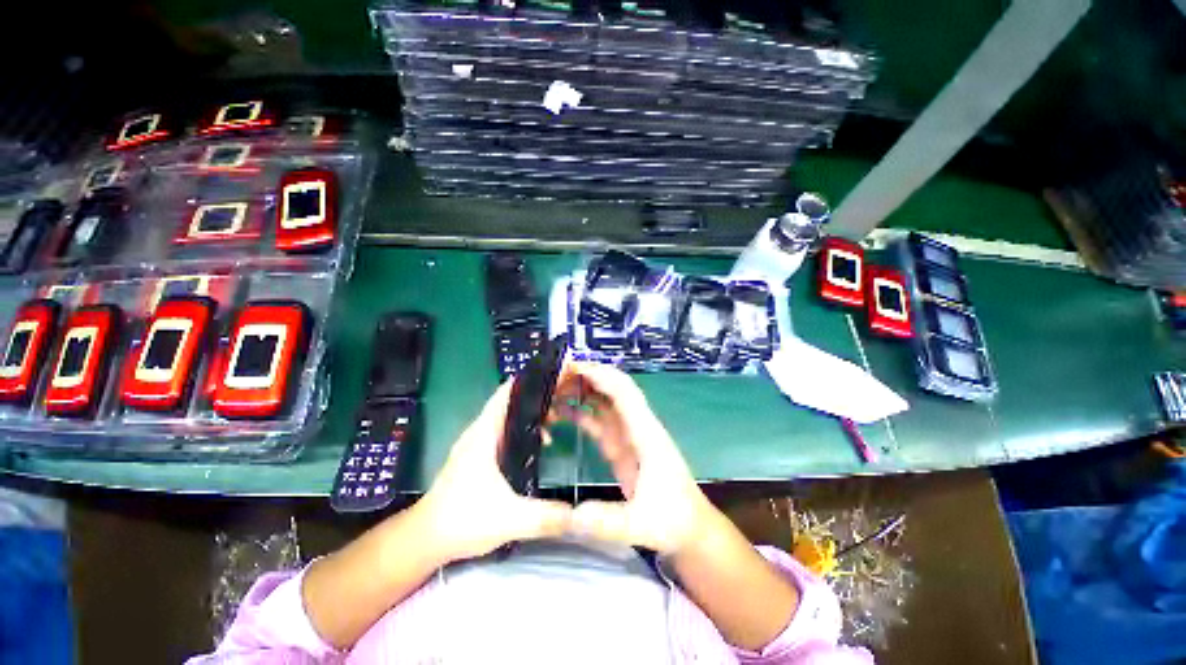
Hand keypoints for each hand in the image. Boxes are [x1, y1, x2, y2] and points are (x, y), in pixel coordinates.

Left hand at [415, 381, 571, 562]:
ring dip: (530, 413)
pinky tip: (539, 443)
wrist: (424, 539)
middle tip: (565, 396)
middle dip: (537, 396)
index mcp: (485, 434)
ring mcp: (477, 443)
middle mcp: (480, 432)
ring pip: (508, 417)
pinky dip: (523, 428)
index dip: (530, 380)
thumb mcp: (509, 519)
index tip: (554, 374)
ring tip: (557, 418)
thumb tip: (580, 512)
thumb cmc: (463, 520)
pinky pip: (504, 431)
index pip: (506, 393)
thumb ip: (546, 516)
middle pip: (511, 402)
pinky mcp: (477, 456)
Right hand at [554, 362, 717, 556]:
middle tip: (556, 374)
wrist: (688, 529)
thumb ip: (608, 522)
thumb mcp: (640, 524)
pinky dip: (581, 412)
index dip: (601, 376)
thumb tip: (572, 516)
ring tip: (553, 388)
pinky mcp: (620, 446)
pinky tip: (562, 412)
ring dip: (583, 391)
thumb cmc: (672, 521)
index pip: (624, 393)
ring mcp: (628, 435)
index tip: (573, 369)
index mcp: (646, 433)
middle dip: (588, 377)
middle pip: (613, 389)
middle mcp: (637, 426)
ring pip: (604, 402)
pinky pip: (599, 421)